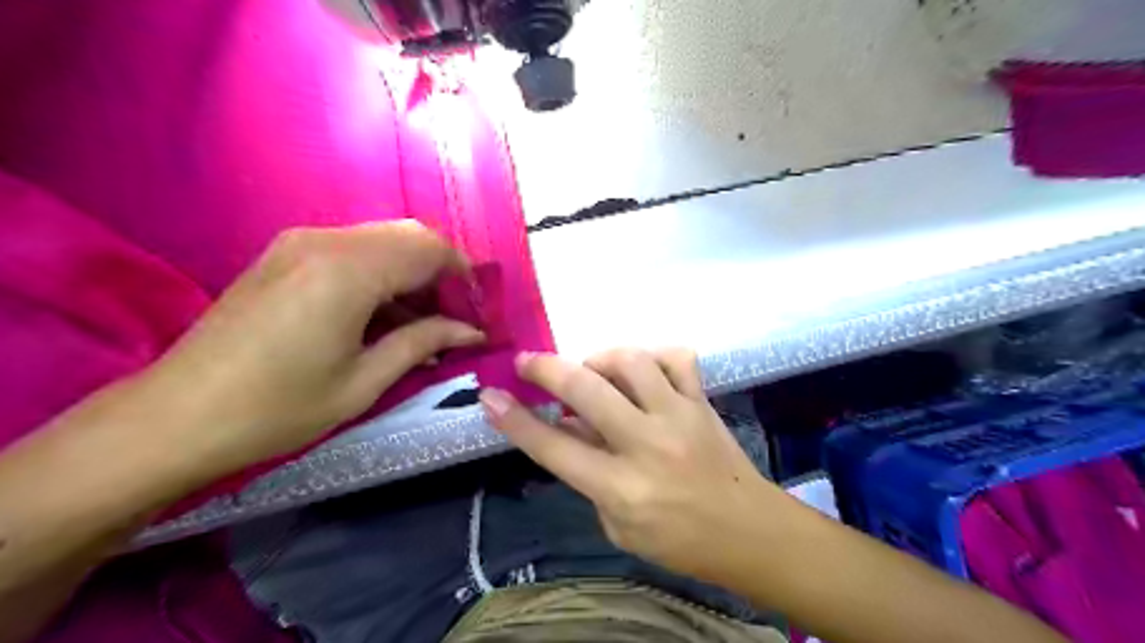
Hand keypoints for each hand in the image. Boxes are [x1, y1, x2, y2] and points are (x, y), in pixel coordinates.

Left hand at [134, 224, 480, 473]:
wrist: (174, 417)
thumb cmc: (278, 408)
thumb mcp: (364, 382)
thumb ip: (423, 342)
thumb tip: (472, 331)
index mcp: (348, 271)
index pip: (431, 250)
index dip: (465, 277)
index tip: (479, 314)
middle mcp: (326, 241)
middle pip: (410, 235)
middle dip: (444, 271)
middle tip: (457, 316)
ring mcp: (301, 242)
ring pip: (384, 239)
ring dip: (414, 272)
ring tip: (427, 322)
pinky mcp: (286, 254)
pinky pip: (355, 249)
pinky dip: (383, 274)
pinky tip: (387, 314)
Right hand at [476, 348, 778, 579]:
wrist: (748, 532)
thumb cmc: (677, 540)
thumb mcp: (617, 525)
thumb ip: (587, 474)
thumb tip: (565, 426)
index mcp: (621, 487)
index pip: (554, 447)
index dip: (516, 420)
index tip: (490, 396)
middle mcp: (647, 444)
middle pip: (587, 390)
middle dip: (546, 369)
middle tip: (527, 363)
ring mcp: (679, 416)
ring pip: (631, 362)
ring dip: (600, 360)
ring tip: (592, 372)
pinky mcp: (702, 401)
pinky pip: (677, 358)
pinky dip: (653, 357)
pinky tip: (642, 372)